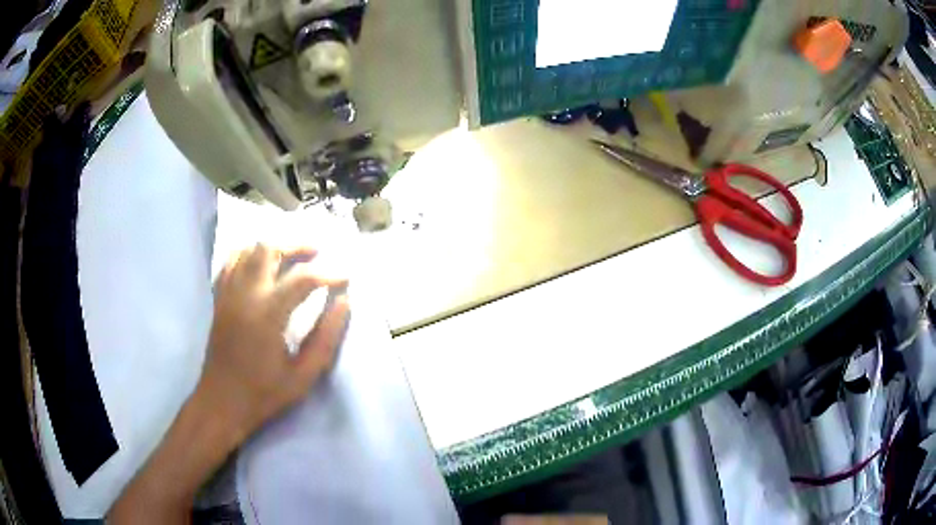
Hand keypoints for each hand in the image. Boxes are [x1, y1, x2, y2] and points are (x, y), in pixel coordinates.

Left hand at [199, 243, 349, 444]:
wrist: (222, 402)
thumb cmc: (264, 393)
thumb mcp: (303, 375)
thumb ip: (326, 337)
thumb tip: (344, 303)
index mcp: (268, 315)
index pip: (302, 279)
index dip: (329, 273)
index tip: (346, 277)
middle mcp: (245, 295)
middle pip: (269, 249)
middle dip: (296, 245)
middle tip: (317, 252)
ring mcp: (228, 294)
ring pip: (248, 249)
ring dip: (273, 246)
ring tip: (291, 255)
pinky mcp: (219, 299)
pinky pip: (231, 262)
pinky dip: (248, 254)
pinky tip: (260, 263)